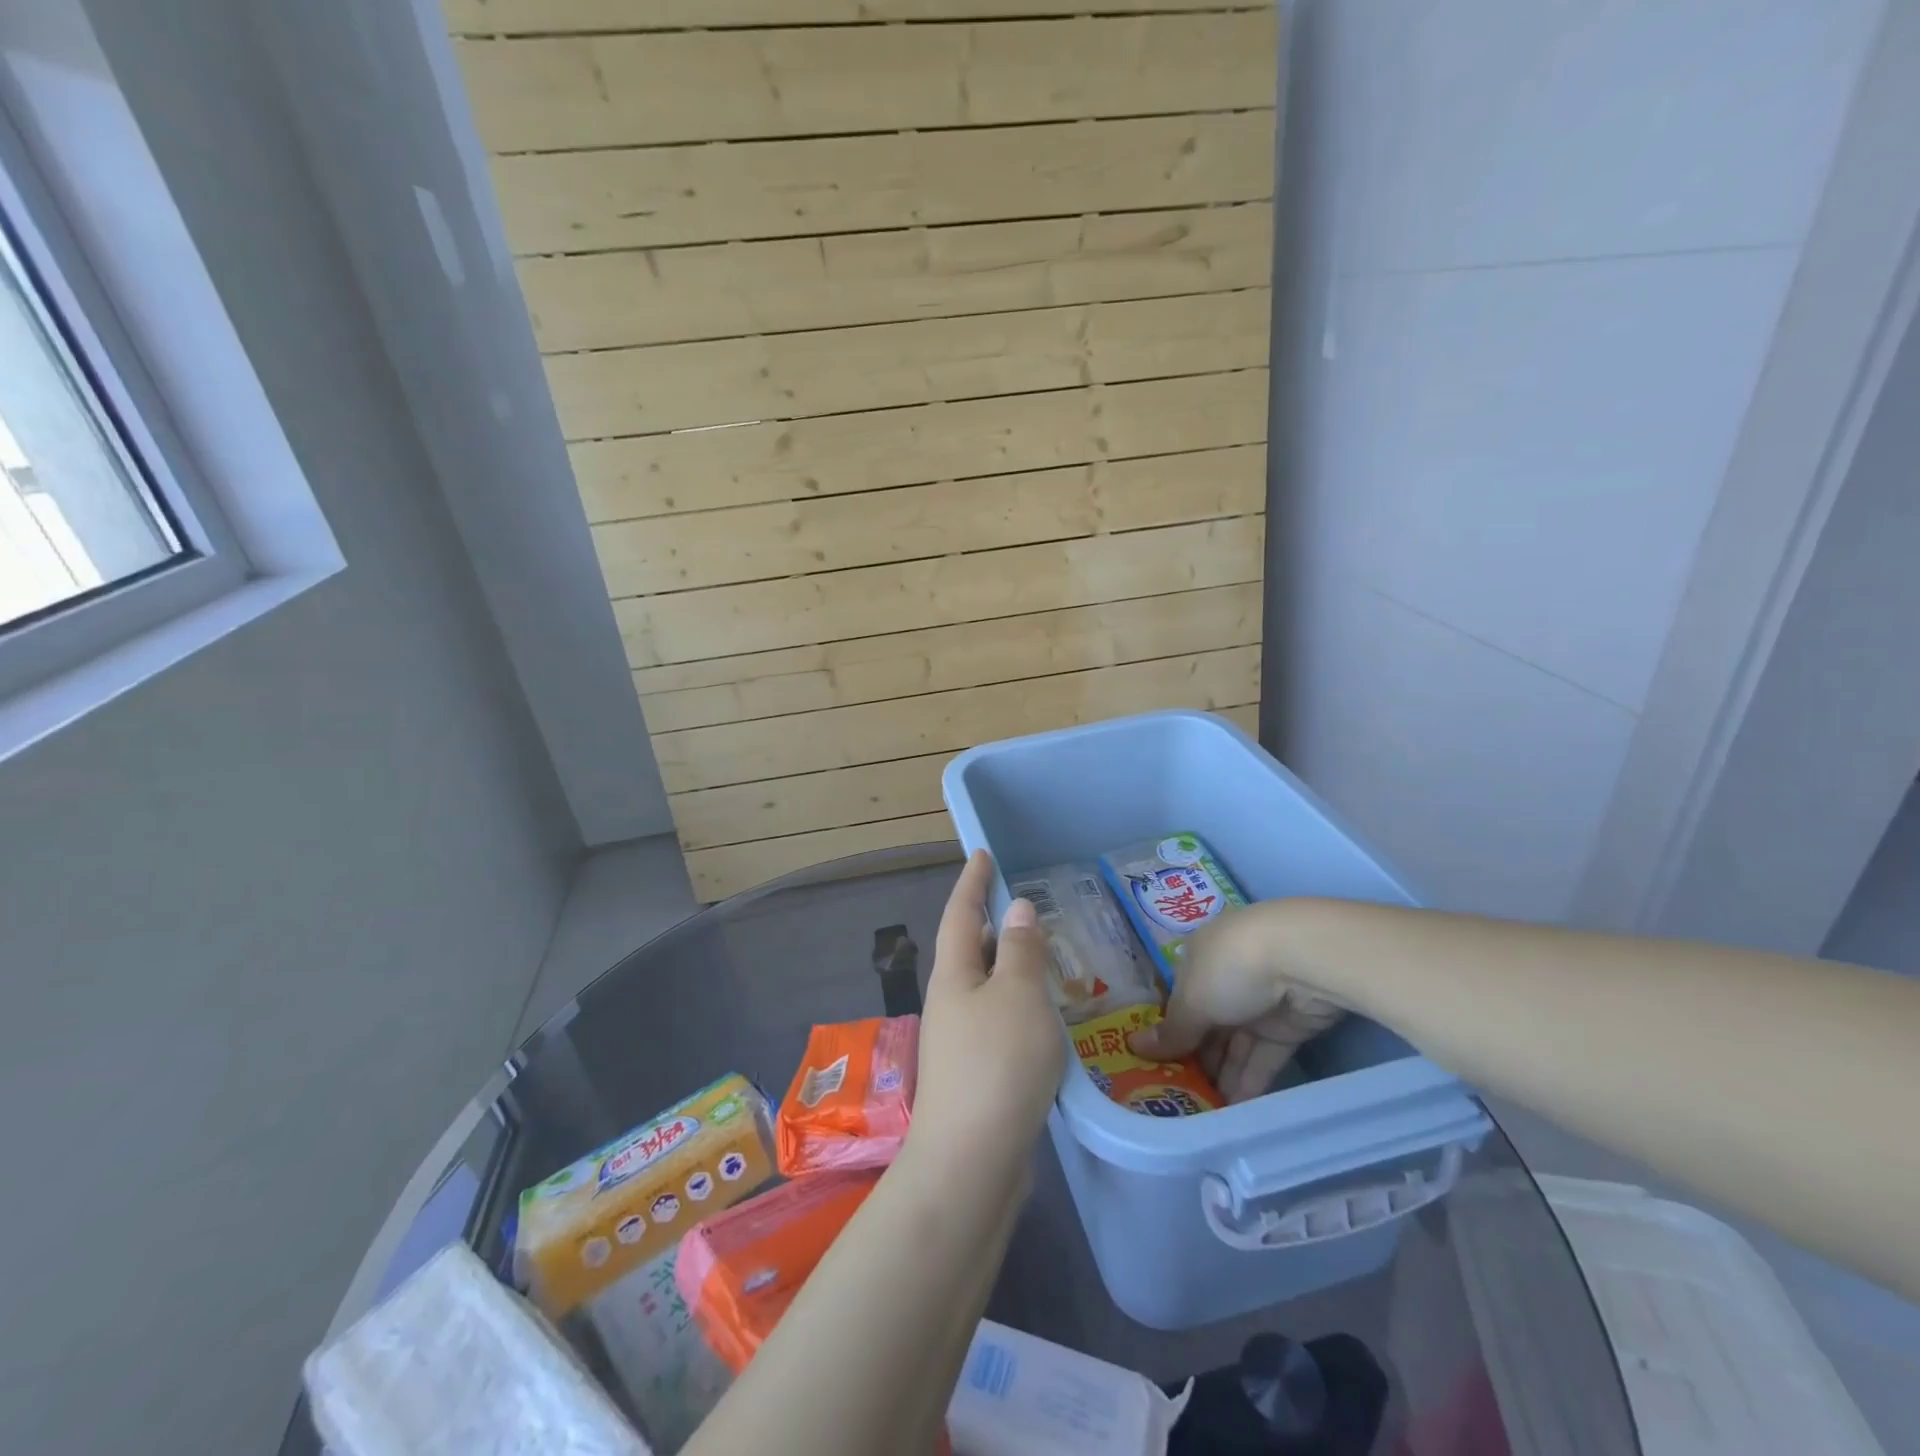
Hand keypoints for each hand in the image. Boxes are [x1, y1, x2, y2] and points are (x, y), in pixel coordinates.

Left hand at [907, 850, 1062, 1179]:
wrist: (972, 1163)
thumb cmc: (998, 1065)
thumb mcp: (1018, 996)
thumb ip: (1020, 950)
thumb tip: (1016, 908)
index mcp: (954, 975)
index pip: (961, 912)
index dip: (973, 881)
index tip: (982, 853)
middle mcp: (950, 1002)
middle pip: (970, 950)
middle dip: (993, 926)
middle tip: (1029, 912)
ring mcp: (959, 1041)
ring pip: (987, 989)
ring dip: (1010, 970)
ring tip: (1046, 961)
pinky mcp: (976, 1074)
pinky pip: (998, 1022)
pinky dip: (1019, 1008)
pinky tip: (1045, 1020)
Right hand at [1130, 905, 1344, 1102]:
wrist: (1303, 959)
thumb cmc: (1231, 969)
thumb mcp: (1192, 1001)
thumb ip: (1171, 1031)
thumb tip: (1134, 1047)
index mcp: (1196, 961)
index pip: (1178, 1002)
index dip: (1170, 1034)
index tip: (1158, 1068)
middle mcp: (1225, 980)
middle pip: (1207, 1026)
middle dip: (1195, 1061)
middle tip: (1180, 1100)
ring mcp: (1258, 1003)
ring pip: (1235, 1046)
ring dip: (1222, 1077)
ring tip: (1204, 1116)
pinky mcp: (1288, 1027)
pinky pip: (1263, 1057)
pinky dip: (1250, 1081)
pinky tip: (1235, 1112)